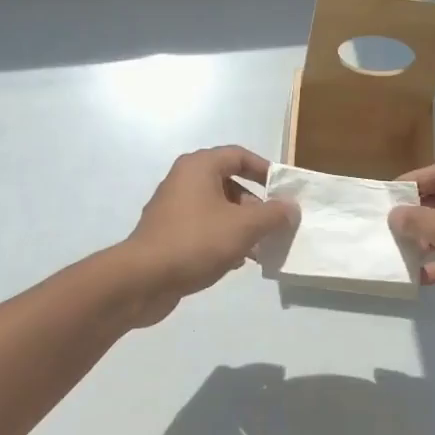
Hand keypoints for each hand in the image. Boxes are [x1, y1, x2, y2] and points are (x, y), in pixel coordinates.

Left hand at [119, 147, 297, 325]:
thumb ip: (273, 214)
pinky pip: (204, 228)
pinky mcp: (168, 233)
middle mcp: (184, 180)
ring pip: (217, 209)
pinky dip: (222, 238)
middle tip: (274, 225)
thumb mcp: (244, 227)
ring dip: (241, 225)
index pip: (239, 156)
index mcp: (199, 167)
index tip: (284, 190)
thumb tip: (291, 207)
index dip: (265, 170)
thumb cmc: (196, 241)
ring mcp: (173, 208)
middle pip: (229, 183)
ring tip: (261, 248)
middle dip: (255, 205)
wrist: (143, 279)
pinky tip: (237, 261)